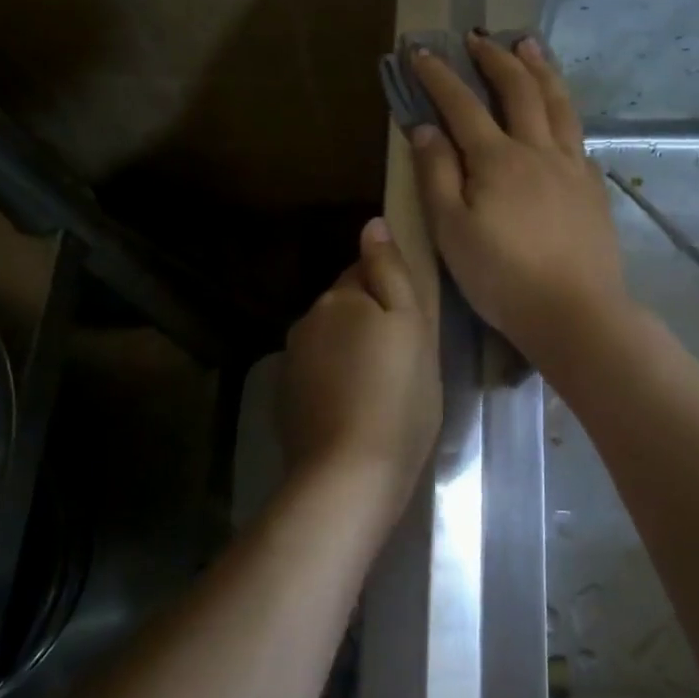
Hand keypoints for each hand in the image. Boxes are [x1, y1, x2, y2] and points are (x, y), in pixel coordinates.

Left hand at [280, 219, 440, 518]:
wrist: (349, 473)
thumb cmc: (397, 396)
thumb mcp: (412, 326)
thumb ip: (391, 272)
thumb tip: (372, 224)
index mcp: (339, 298)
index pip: (364, 272)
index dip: (390, 291)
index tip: (411, 321)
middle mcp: (307, 321)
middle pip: (344, 307)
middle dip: (369, 321)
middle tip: (403, 359)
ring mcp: (292, 362)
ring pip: (330, 341)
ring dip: (351, 352)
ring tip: (382, 389)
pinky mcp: (286, 399)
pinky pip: (318, 374)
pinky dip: (336, 382)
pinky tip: (356, 409)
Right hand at [409, 33, 628, 362]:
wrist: (575, 311)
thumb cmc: (502, 277)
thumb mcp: (451, 231)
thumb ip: (436, 175)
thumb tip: (425, 128)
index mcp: (497, 160)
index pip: (462, 105)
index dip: (440, 76)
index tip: (421, 51)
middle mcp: (538, 150)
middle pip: (519, 90)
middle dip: (496, 59)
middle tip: (480, 38)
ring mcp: (573, 167)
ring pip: (559, 104)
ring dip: (541, 70)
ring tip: (530, 46)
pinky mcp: (594, 189)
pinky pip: (579, 138)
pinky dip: (565, 115)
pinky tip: (562, 118)